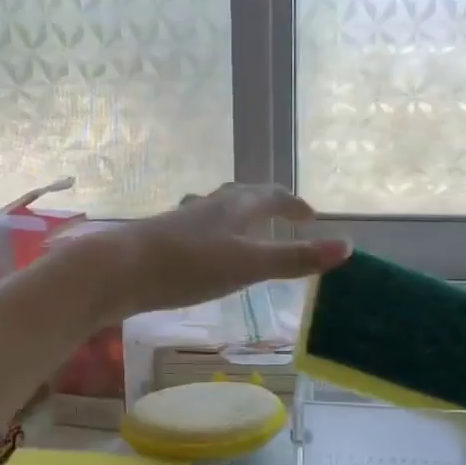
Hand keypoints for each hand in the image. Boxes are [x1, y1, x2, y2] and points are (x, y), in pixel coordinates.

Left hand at [75, 184, 350, 320]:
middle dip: (268, 202)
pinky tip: (206, 249)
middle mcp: (212, 205)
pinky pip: (201, 227)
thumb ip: (295, 258)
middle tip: (285, 214)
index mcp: (236, 205)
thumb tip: (347, 247)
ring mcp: (185, 220)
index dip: (295, 204)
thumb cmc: (188, 265)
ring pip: (220, 208)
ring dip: (240, 213)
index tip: (312, 215)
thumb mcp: (249, 265)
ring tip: (248, 225)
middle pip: (245, 194)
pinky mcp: (165, 237)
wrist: (119, 270)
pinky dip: (217, 231)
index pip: (274, 195)